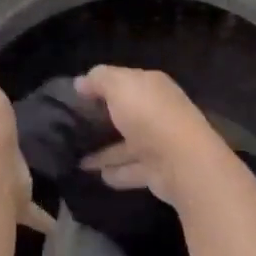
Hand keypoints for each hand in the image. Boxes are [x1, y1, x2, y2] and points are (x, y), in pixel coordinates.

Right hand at [73, 65, 233, 208]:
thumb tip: (80, 82)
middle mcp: (158, 112)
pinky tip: (96, 175)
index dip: (101, 85)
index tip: (76, 95)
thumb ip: (99, 80)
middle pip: (127, 114)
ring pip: (126, 145)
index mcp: (152, 87)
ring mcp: (159, 144)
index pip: (125, 81)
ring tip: (76, 156)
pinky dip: (115, 172)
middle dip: (103, 119)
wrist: (182, 162)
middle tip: (73, 126)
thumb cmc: (149, 115)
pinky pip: (130, 170)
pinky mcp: (157, 171)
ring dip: (105, 151)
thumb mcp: (119, 86)